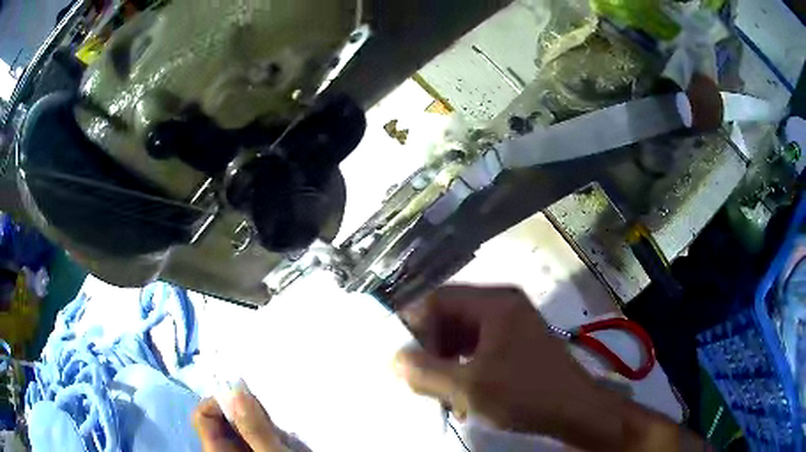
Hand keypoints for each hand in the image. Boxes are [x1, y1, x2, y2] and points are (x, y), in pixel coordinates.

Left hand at [193, 388, 288, 451]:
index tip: (248, 400)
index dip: (221, 402)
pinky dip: (266, 429)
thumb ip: (255, 429)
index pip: (203, 415)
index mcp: (216, 450)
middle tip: (270, 415)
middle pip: (221, 418)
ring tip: (279, 429)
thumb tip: (237, 389)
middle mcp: (222, 449)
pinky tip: (282, 436)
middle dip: (243, 411)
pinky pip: (254, 433)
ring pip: (239, 425)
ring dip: (258, 420)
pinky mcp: (254, 451)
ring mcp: (239, 451)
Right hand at [394, 285, 707, 451]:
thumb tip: (393, 359)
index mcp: (494, 303)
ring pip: (462, 337)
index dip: (413, 326)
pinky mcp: (516, 345)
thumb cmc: (526, 394)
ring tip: (441, 394)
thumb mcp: (469, 387)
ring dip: (446, 364)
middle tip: (420, 381)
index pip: (437, 299)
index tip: (401, 358)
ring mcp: (512, 325)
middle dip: (430, 350)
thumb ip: (425, 371)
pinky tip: (461, 397)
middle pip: (449, 318)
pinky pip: (478, 350)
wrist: (576, 411)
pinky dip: (463, 370)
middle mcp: (503, 306)